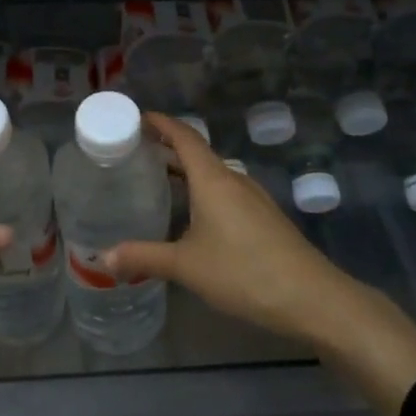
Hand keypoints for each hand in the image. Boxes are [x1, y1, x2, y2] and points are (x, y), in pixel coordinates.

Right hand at [102, 112, 355, 345]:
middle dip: (167, 148)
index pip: (184, 136)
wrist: (312, 297)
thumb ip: (144, 257)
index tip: (136, 117)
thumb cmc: (244, 272)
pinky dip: (202, 191)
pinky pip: (226, 191)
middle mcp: (233, 179)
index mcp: (213, 178)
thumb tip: (103, 258)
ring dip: (186, 172)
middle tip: (135, 153)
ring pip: (213, 174)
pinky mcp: (264, 217)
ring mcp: (253, 198)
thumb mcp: (187, 266)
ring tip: (157, 182)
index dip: (160, 123)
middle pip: (197, 152)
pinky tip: (192, 215)